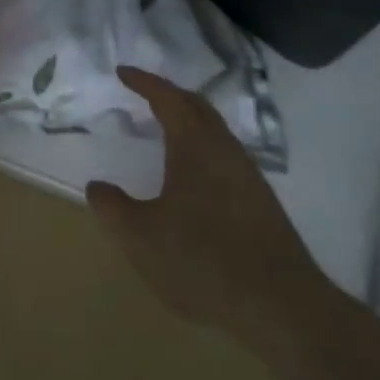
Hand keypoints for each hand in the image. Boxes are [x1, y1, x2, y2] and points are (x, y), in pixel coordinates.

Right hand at [88, 67, 325, 336]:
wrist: (283, 307)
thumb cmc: (204, 261)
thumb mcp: (141, 238)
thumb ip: (113, 209)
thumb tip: (97, 187)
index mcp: (194, 144)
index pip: (166, 97)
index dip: (143, 81)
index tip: (122, 72)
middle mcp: (223, 148)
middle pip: (196, 106)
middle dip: (169, 94)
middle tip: (144, 93)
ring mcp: (248, 174)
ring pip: (215, 130)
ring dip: (189, 120)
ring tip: (166, 129)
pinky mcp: (261, 201)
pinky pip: (225, 154)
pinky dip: (203, 145)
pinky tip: (195, 173)